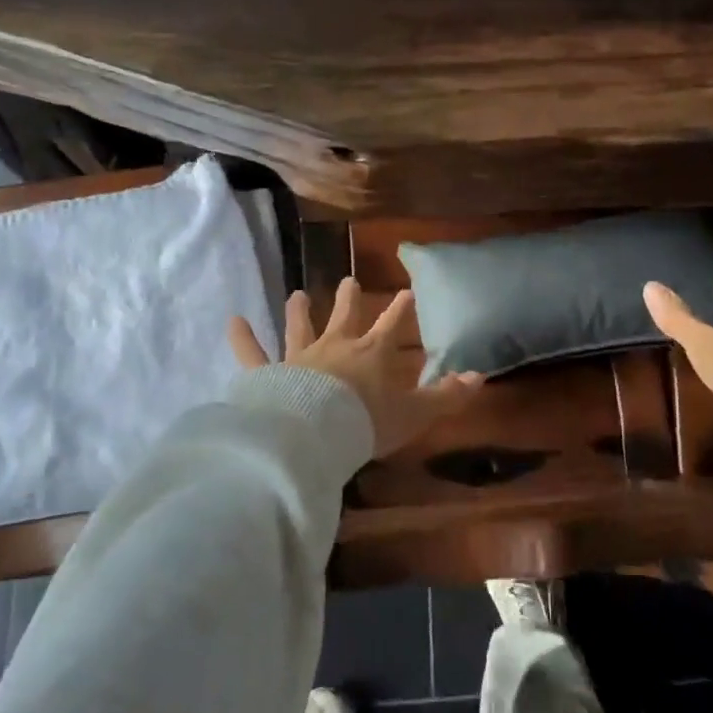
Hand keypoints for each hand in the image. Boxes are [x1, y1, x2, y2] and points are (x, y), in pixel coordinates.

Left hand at [229, 278, 483, 457]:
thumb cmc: (367, 421)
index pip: (391, 326)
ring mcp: (299, 358)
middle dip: (348, 299)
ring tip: (296, 293)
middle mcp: (335, 347)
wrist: (314, 433)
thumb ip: (446, 396)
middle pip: (344, 317)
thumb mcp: (415, 413)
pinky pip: (253, 354)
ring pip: (299, 328)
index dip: (400, 309)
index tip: (406, 290)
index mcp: (371, 355)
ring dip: (298, 311)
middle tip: (348, 279)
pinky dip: (243, 338)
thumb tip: (480, 377)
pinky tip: (233, 321)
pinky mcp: (268, 374)